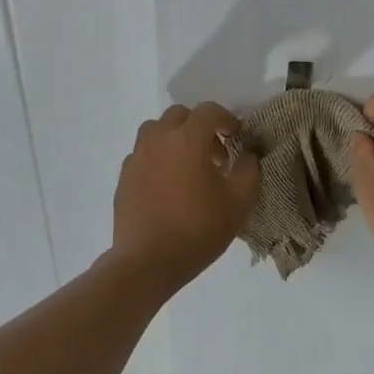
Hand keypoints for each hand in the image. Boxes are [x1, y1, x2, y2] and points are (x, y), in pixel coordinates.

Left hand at [110, 102, 260, 290]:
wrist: (148, 262)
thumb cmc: (198, 228)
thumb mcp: (240, 201)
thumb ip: (249, 169)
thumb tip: (247, 154)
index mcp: (187, 139)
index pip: (209, 111)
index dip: (226, 118)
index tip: (237, 136)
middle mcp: (158, 139)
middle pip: (179, 116)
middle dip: (200, 127)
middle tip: (215, 155)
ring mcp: (137, 157)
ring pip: (156, 131)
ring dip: (175, 139)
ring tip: (188, 167)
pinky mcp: (124, 177)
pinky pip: (143, 154)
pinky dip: (158, 159)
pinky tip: (168, 186)